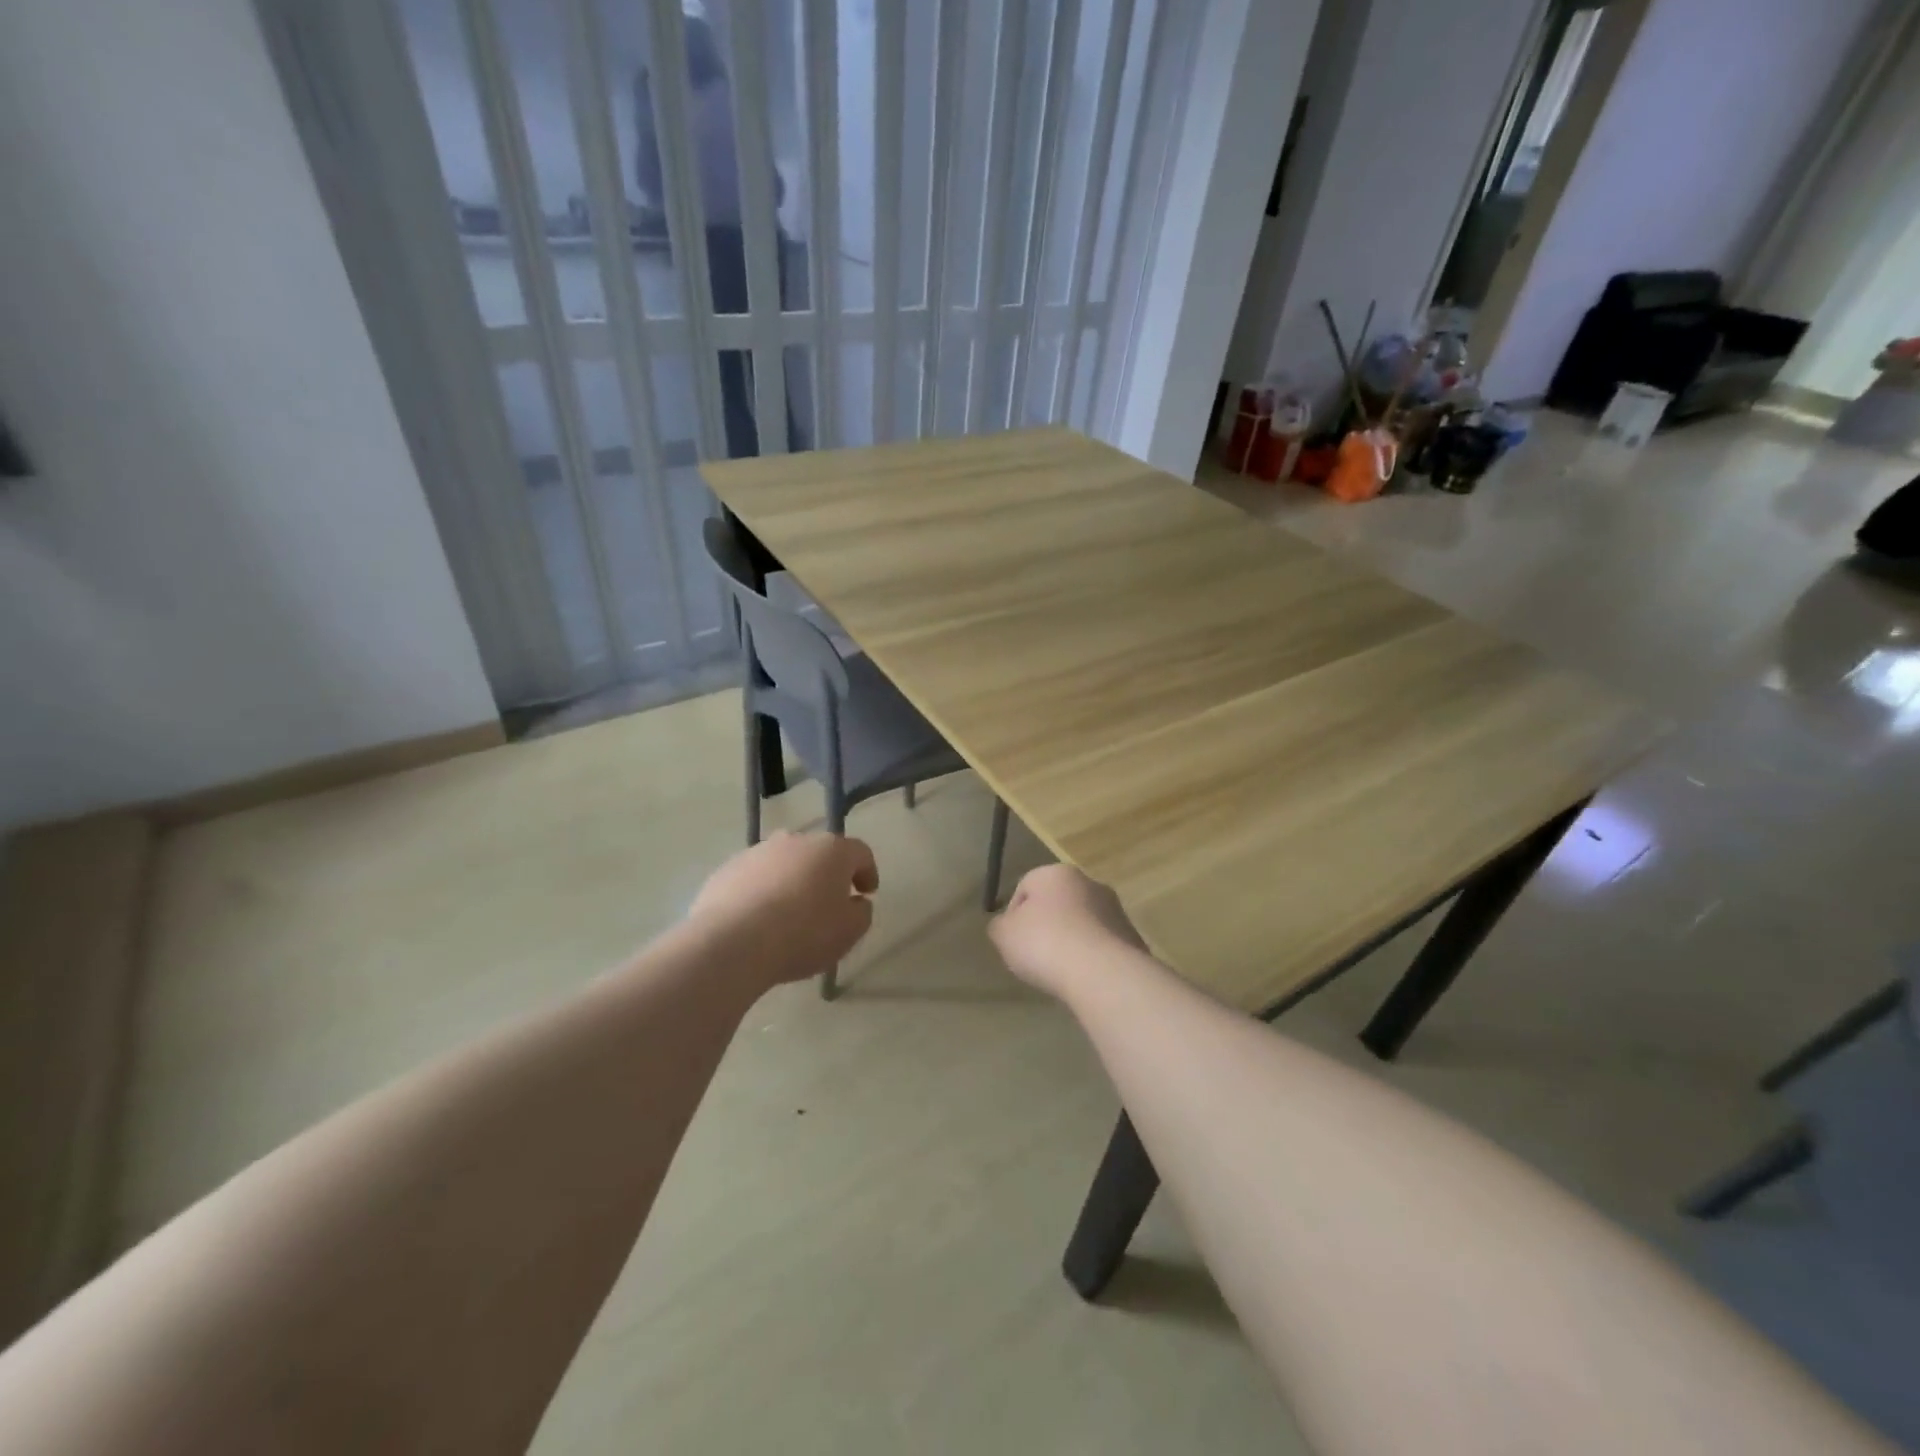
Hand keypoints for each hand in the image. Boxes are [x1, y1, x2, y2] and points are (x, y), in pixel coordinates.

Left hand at [688, 832, 879, 985]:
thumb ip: (862, 912)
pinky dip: (762, 893)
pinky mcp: (727, 869)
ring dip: (792, 882)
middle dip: (827, 876)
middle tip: (828, 905)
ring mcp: (757, 852)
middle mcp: (795, 841)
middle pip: (819, 854)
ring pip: (784, 864)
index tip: (866, 894)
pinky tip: (758, 920)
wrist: (732, 942)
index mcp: (832, 850)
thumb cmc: (804, 934)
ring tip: (789, 915)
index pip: (860, 853)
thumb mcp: (850, 931)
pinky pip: (754, 878)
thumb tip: (856, 903)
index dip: (868, 872)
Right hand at [988, 864, 1145, 1000]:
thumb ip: (1000, 925)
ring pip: (1082, 922)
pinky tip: (1083, 977)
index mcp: (1056, 873)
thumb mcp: (1004, 935)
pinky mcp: (1132, 936)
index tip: (1013, 942)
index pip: (1025, 886)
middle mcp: (1089, 883)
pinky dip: (1091, 956)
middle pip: (1057, 902)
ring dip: (1071, 940)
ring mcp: (1115, 909)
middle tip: (1035, 955)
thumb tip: (1006, 925)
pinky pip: (1102, 944)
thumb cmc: (1045, 943)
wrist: (1102, 972)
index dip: (1014, 915)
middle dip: (1046, 925)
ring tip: (1060, 970)